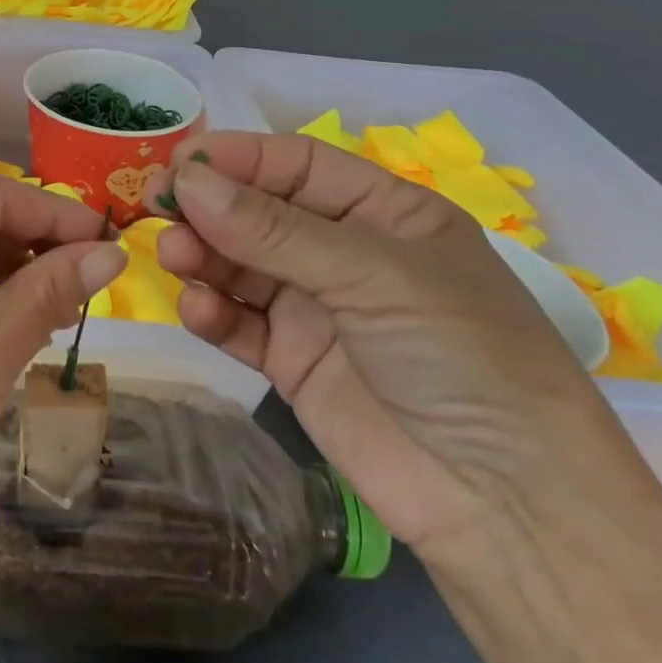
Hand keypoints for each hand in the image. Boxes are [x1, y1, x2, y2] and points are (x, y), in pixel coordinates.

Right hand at [146, 133, 656, 567]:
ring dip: (203, 255)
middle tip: (156, 206)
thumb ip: (273, 230)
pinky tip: (198, 311)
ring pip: (239, 264)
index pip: (296, 165)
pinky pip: (238, 323)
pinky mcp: (290, 361)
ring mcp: (315, 308)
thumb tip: (186, 181)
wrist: (505, 505)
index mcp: (383, 213)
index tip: (178, 161)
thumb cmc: (460, 356)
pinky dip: (212, 312)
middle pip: (258, 212)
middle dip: (208, 206)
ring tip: (175, 257)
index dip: (237, 157)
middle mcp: (344, 253)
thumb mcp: (374, 275)